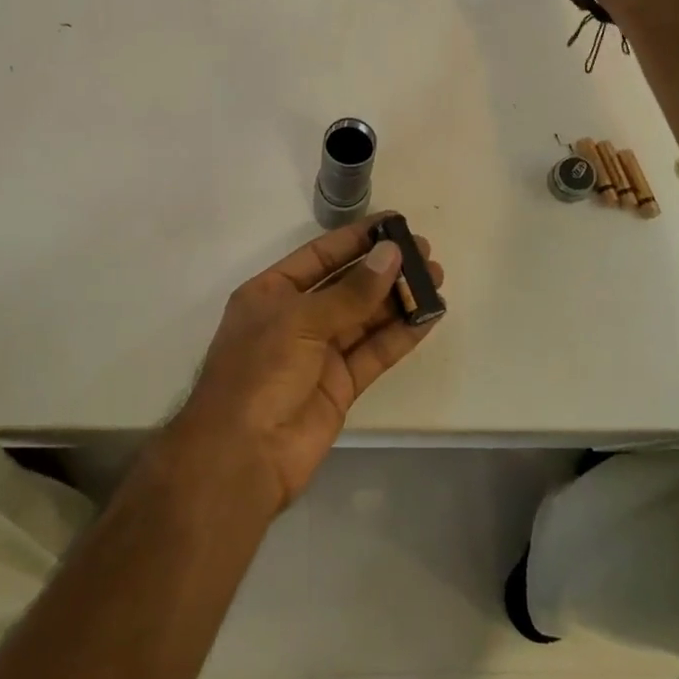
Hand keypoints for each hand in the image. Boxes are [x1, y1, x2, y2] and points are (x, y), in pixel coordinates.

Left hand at [159, 215, 443, 512]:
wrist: (243, 455)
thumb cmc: (259, 372)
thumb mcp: (301, 321)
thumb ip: (351, 291)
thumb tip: (391, 254)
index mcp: (271, 293)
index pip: (320, 256)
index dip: (356, 239)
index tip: (395, 224)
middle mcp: (295, 318)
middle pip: (347, 285)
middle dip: (384, 268)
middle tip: (426, 253)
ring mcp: (319, 353)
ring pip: (365, 318)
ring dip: (398, 299)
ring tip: (436, 279)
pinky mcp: (340, 385)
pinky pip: (374, 352)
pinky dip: (401, 335)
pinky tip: (428, 316)